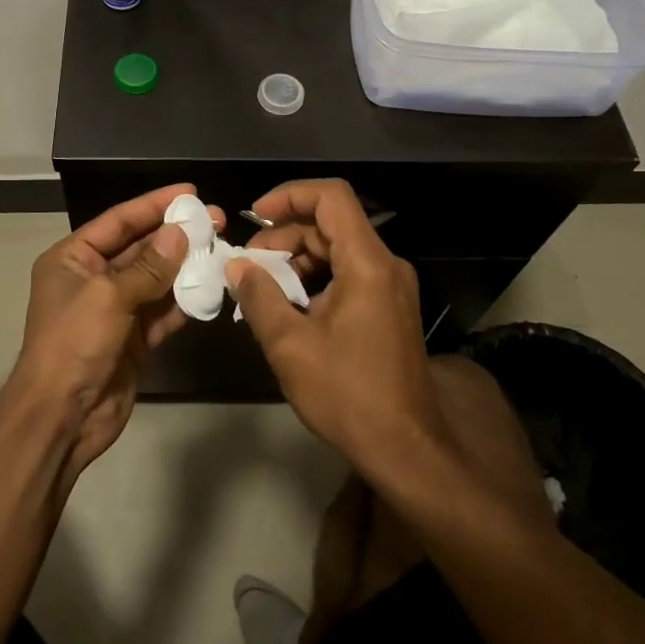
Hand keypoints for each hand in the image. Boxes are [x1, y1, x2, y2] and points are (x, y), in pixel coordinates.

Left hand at [12, 184, 216, 480]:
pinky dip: (184, 301)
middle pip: (140, 247)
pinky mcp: (134, 338)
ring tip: (222, 248)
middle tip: (217, 219)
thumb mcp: (109, 296)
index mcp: (73, 258)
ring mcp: (115, 309)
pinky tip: (211, 287)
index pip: (119, 221)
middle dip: (176, 234)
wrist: (62, 416)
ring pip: (156, 279)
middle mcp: (93, 278)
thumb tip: (180, 234)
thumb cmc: (74, 343)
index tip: (190, 191)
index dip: (154, 204)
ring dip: (186, 266)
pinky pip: (163, 311)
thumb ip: (148, 266)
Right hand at [225, 179, 438, 467]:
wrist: (408, 448)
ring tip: (262, 287)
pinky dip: (315, 278)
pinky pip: (348, 273)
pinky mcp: (390, 308)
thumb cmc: (347, 394)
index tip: (255, 217)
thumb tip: (237, 266)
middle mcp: (385, 265)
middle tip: (249, 263)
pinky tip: (288, 306)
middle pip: (331, 223)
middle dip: (285, 235)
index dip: (289, 195)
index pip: (331, 197)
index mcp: (367, 263)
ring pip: (338, 248)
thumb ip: (259, 296)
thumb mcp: (290, 345)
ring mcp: (392, 287)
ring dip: (297, 258)